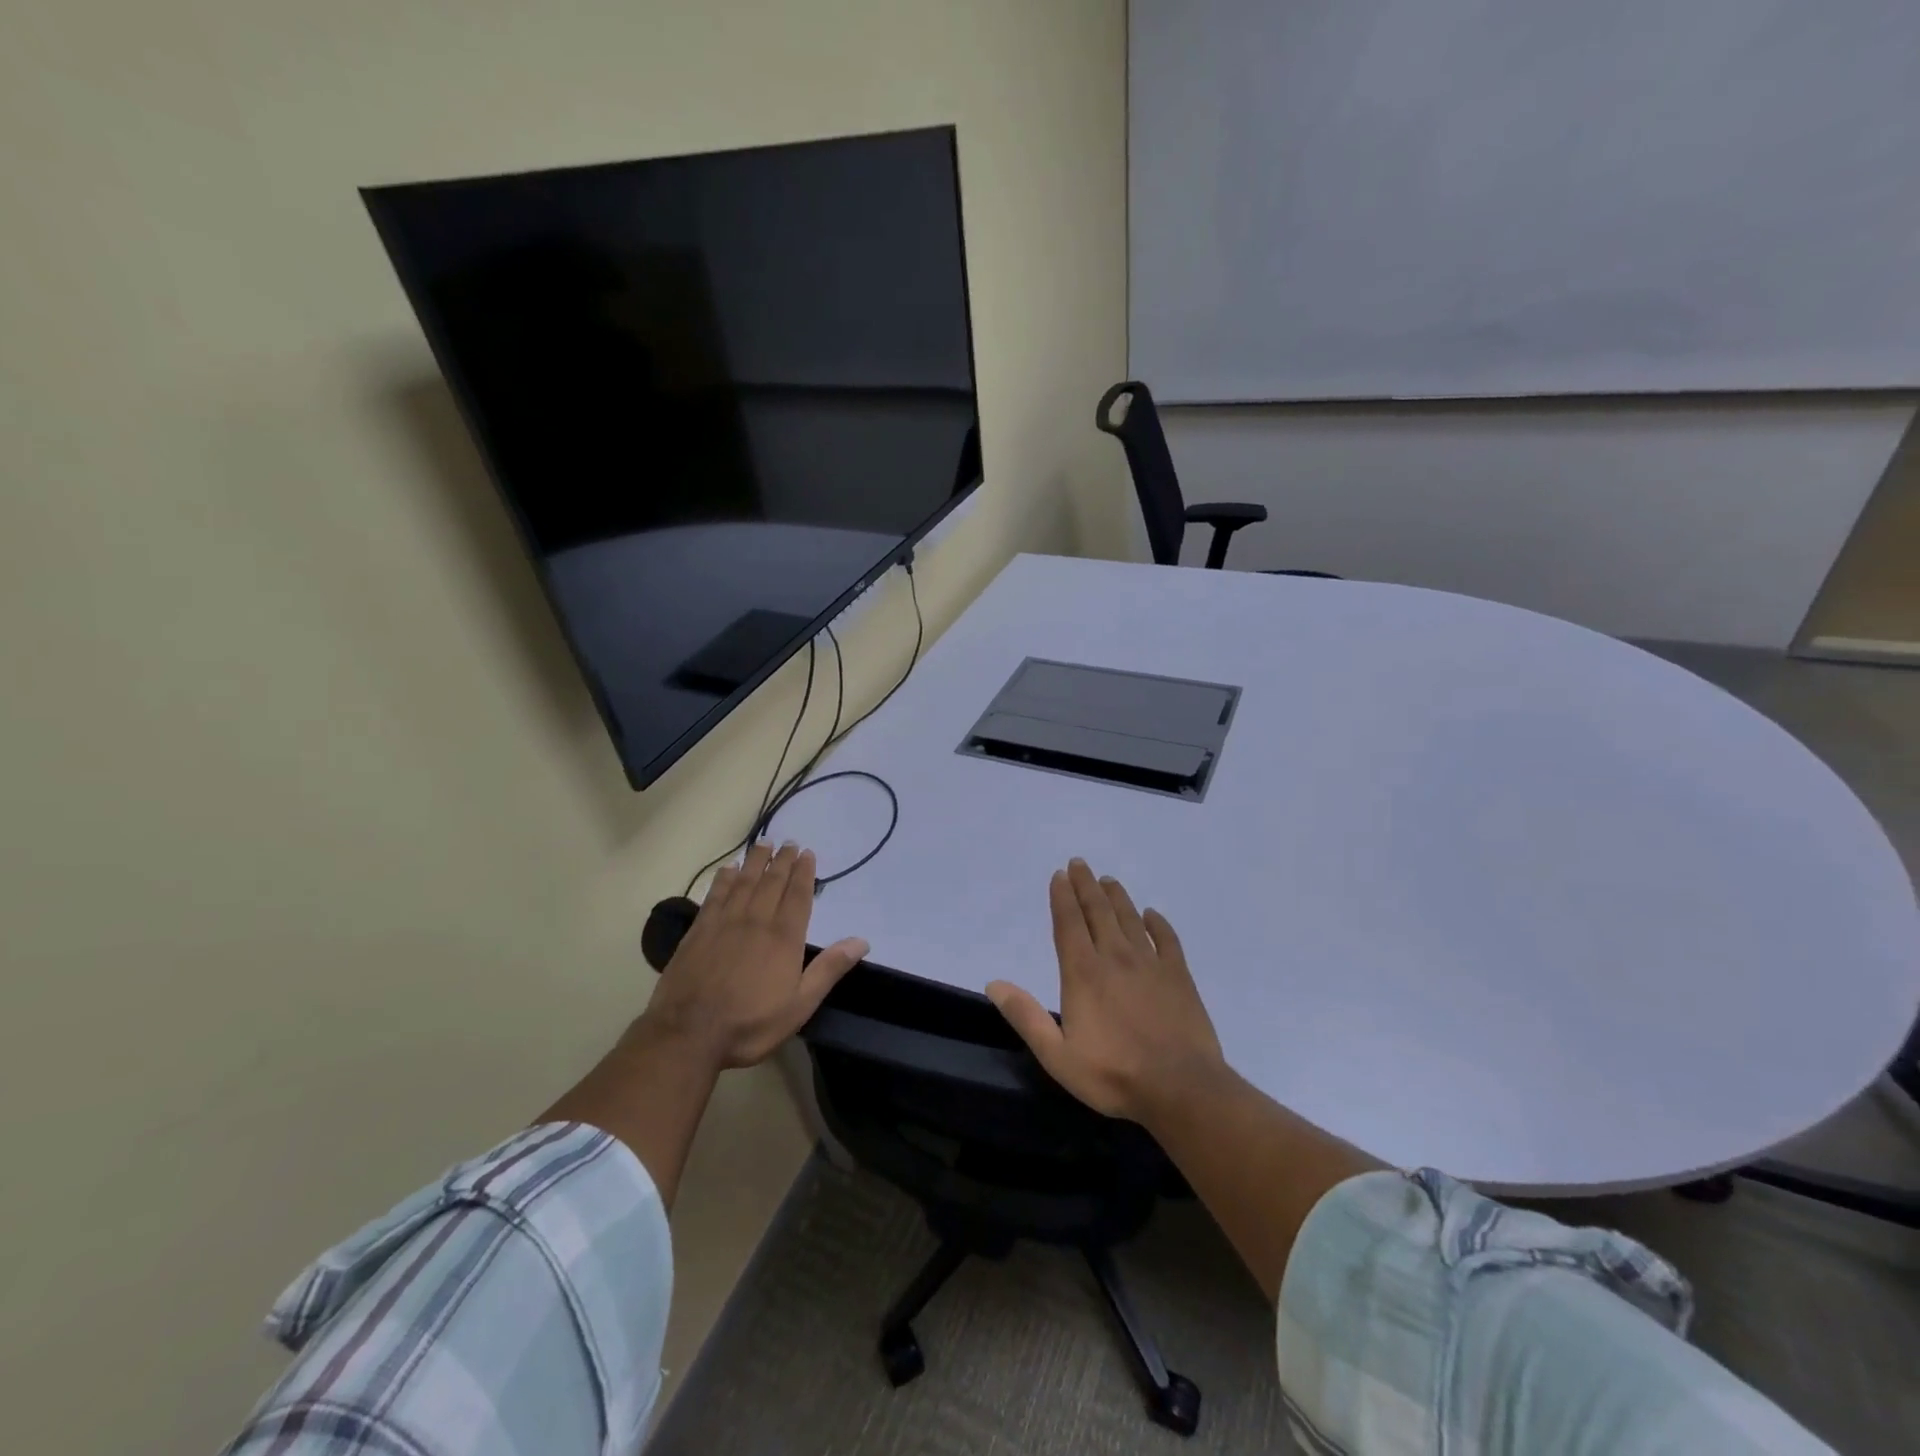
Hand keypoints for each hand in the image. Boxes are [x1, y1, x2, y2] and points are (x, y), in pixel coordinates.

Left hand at [639, 842, 867, 1069]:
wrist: (688, 1034)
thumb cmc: (750, 1024)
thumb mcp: (800, 1005)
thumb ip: (829, 969)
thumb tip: (861, 941)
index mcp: (784, 937)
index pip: (797, 895)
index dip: (804, 872)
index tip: (807, 853)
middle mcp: (756, 921)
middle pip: (772, 882)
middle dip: (782, 861)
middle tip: (789, 842)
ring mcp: (724, 923)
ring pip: (744, 882)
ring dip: (756, 861)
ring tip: (764, 844)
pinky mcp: (699, 931)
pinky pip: (715, 896)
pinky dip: (724, 879)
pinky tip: (728, 869)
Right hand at [986, 859, 1224, 1123]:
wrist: (1181, 1088)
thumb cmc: (1113, 1074)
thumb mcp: (1057, 1055)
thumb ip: (1026, 1016)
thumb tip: (994, 983)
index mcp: (1083, 972)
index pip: (1069, 923)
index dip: (1062, 897)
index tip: (1059, 875)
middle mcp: (1115, 957)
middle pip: (1098, 912)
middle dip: (1086, 885)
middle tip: (1080, 863)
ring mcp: (1150, 964)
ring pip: (1130, 919)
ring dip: (1117, 897)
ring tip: (1108, 880)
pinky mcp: (1179, 976)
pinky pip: (1167, 939)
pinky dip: (1158, 922)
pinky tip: (1152, 914)